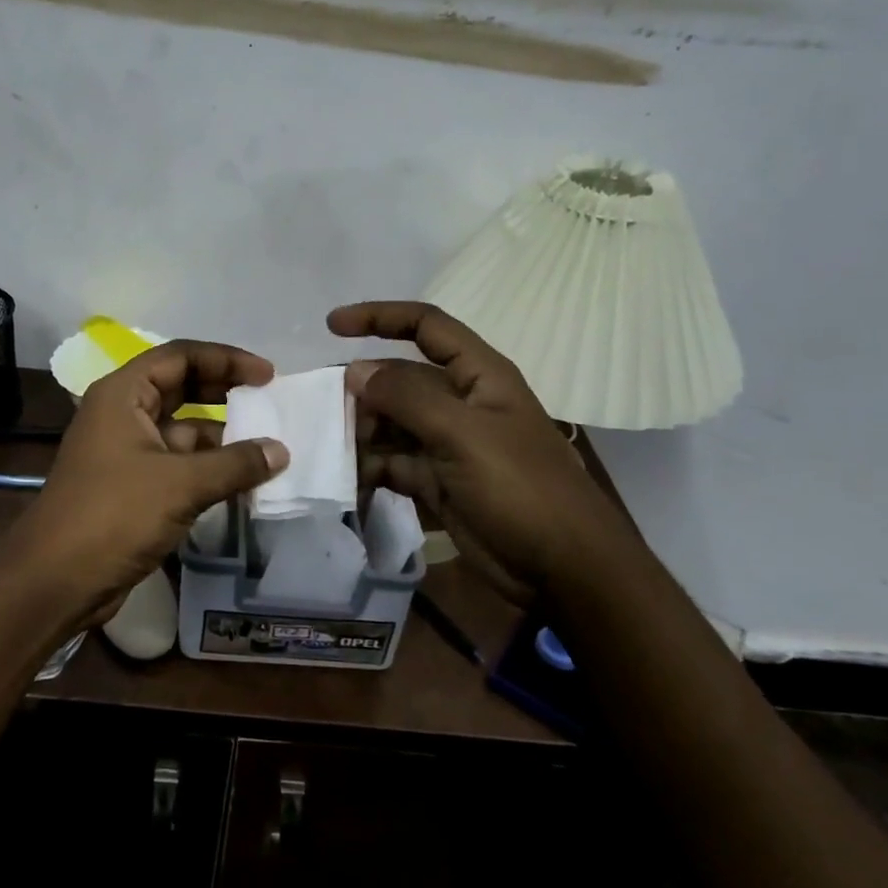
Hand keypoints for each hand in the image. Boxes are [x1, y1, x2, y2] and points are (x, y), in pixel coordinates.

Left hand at [7, 340, 288, 621]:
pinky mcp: (132, 486)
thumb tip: (280, 451)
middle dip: (224, 393)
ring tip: (267, 449)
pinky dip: (208, 468)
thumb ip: (234, 464)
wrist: (55, 581)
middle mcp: (122, 414)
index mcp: (123, 394)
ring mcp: (126, 451)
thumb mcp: (180, 484)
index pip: (180, 356)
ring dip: (221, 438)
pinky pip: (178, 464)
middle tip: (268, 403)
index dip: (225, 359)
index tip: (266, 375)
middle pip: (180, 388)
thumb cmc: (113, 515)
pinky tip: (242, 482)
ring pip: (182, 430)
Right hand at [330, 301, 636, 590]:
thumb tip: (355, 371)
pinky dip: (368, 469)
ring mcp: (447, 444)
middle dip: (362, 391)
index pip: (426, 326)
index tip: (332, 326)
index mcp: (478, 375)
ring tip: (333, 452)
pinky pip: (392, 463)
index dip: (380, 317)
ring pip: (390, 423)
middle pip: (399, 380)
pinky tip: (347, 482)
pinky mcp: (436, 481)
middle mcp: (460, 403)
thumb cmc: (521, 488)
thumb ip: (407, 397)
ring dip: (361, 433)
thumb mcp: (464, 434)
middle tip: (325, 415)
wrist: (562, 570)